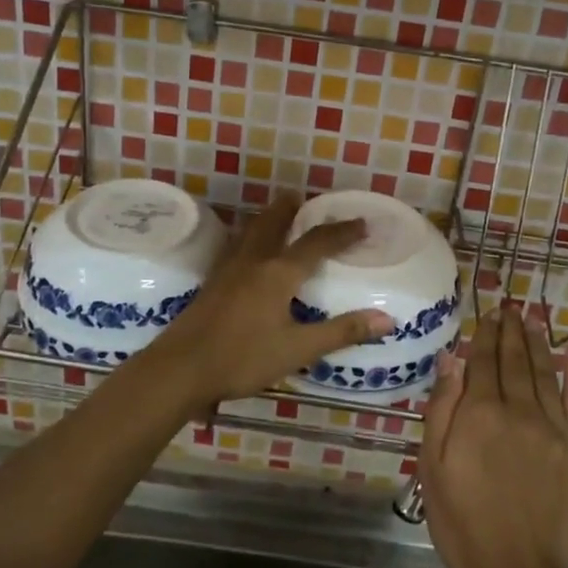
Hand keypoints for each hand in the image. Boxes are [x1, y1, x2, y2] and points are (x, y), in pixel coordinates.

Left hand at [149, 195, 393, 409]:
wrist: (180, 368)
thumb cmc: (242, 358)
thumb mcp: (298, 349)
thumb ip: (341, 332)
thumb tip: (386, 319)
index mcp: (278, 273)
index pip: (317, 243)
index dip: (341, 232)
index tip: (362, 223)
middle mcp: (254, 261)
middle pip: (275, 221)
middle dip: (293, 208)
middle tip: (307, 199)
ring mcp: (228, 269)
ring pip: (252, 230)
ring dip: (269, 218)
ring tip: (280, 215)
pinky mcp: (212, 282)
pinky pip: (237, 245)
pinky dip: (251, 236)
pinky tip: (248, 251)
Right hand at [420, 308, 567, 567]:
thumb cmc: (463, 522)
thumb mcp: (433, 466)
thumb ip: (442, 408)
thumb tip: (452, 357)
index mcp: (479, 412)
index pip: (482, 361)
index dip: (485, 335)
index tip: (489, 313)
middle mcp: (518, 409)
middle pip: (514, 360)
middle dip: (511, 330)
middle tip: (512, 306)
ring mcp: (553, 428)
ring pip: (545, 372)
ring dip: (539, 342)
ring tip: (534, 318)